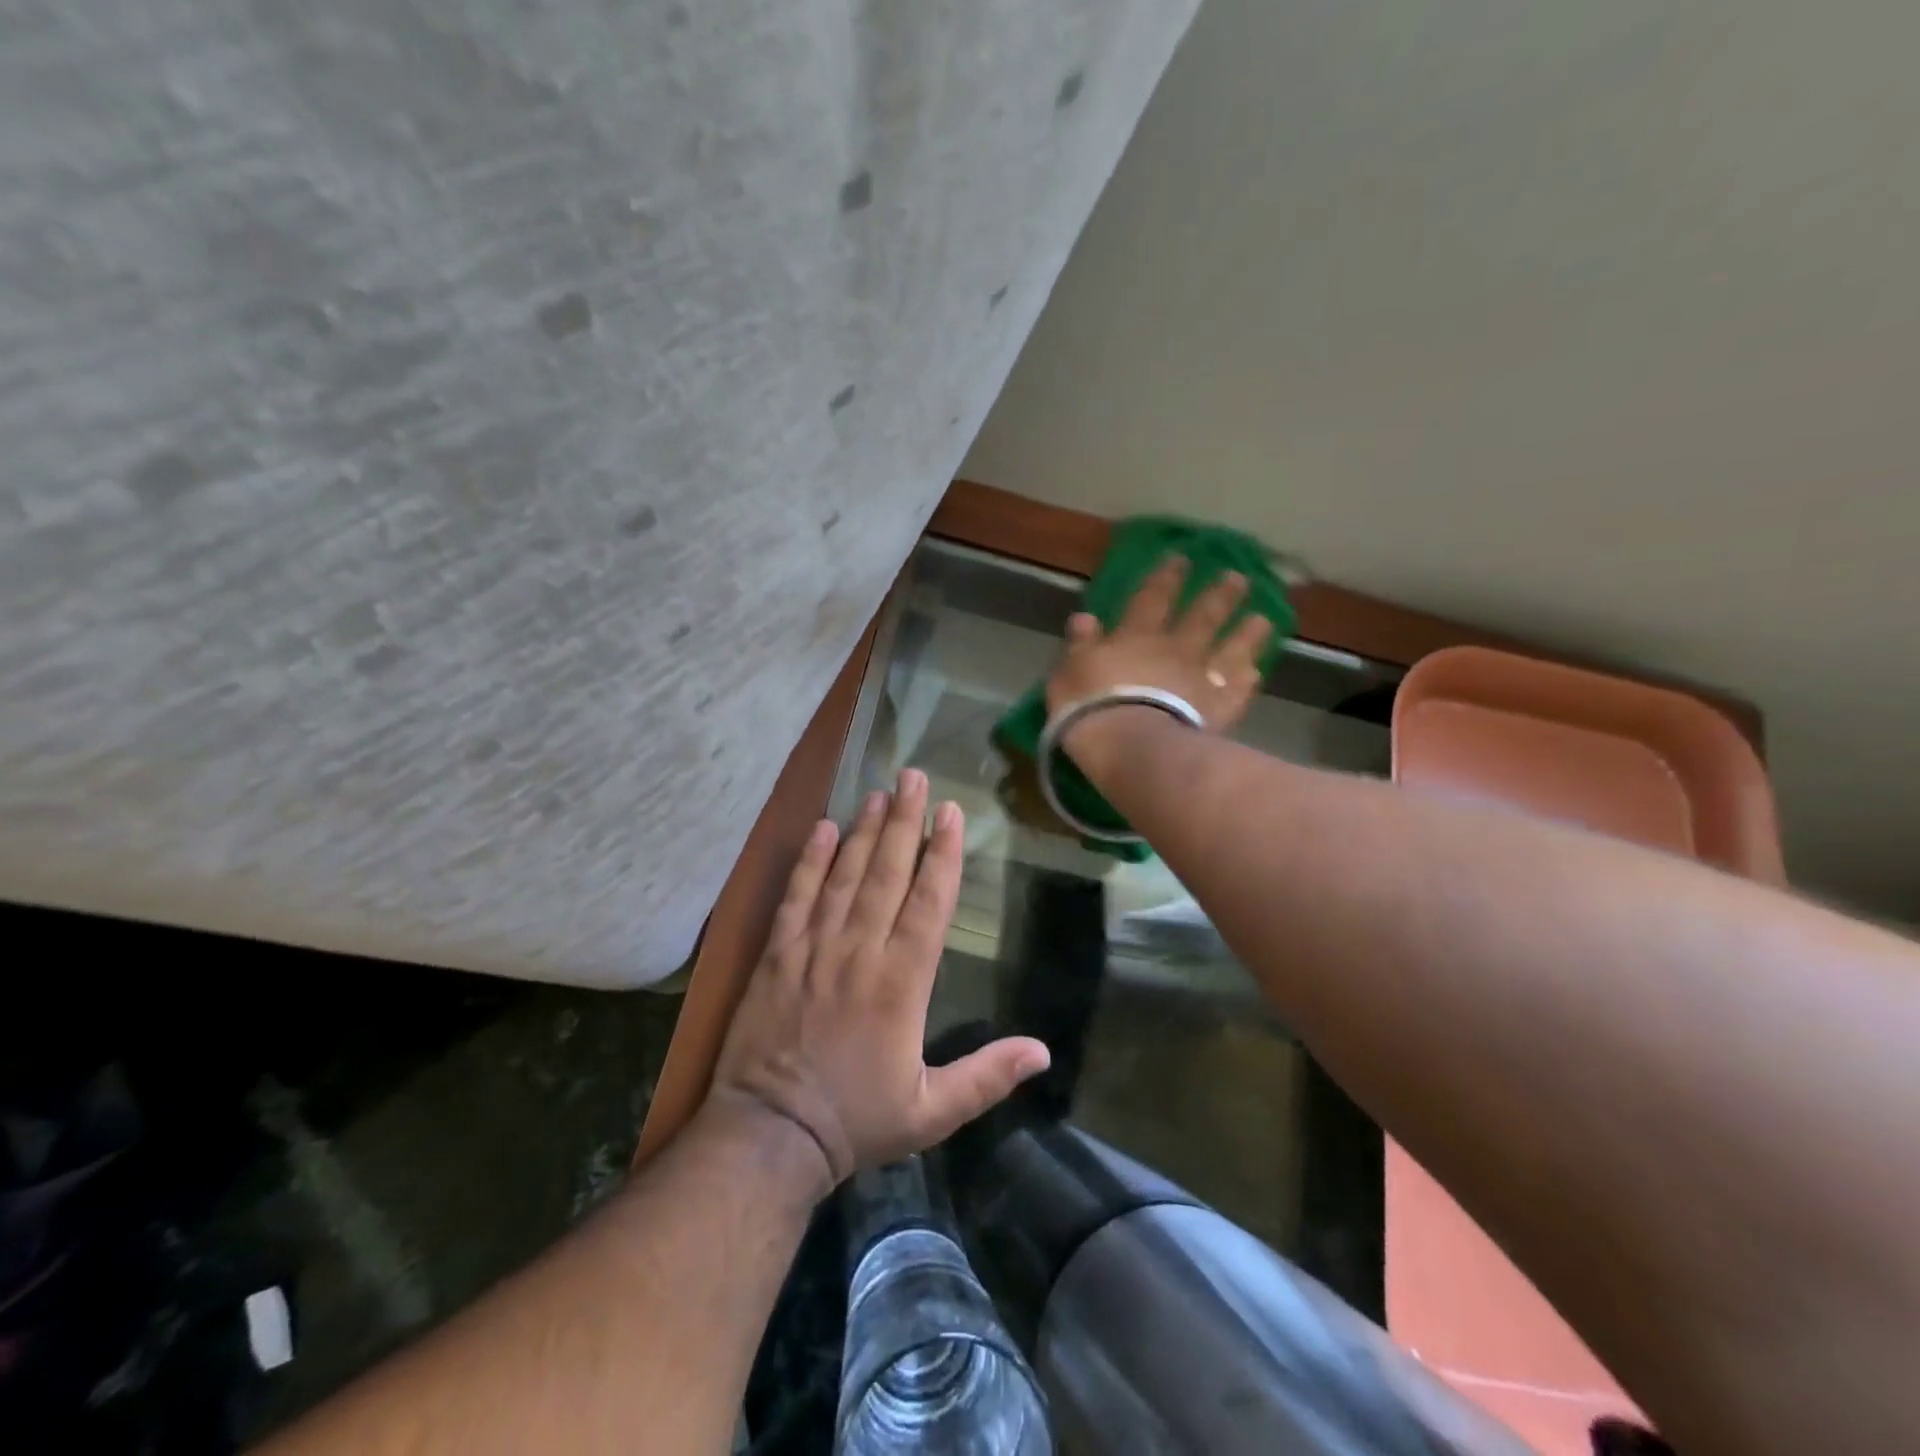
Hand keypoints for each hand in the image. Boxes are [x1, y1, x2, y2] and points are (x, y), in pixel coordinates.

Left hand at [708, 769, 1050, 1194]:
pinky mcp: (777, 954)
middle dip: (904, 822)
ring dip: (864, 831)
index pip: (929, 903)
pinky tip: (824, 829)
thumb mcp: (932, 1113)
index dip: (942, 854)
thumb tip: (1044, 1051)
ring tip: (879, 793)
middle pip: (887, 874)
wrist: (770, 1135)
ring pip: (845, 876)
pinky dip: (810, 861)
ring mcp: (814, 948)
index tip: (950, 813)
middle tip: (913, 776)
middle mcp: (860, 952)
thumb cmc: (857, 1121)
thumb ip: (987, 1076)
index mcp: (902, 983)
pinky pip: (796, 897)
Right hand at [1046, 556, 1273, 778]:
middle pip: (1202, 617)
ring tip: (1263, 618)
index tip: (1182, 559)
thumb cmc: (1090, 709)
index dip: (1166, 578)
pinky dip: (1248, 680)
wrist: (1131, 746)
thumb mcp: (1069, 674)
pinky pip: (1238, 691)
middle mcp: (1174, 651)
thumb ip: (1080, 646)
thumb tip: (1085, 617)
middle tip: (1238, 577)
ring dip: (1247, 633)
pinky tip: (1256, 672)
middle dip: (1219, 596)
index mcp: (1135, 639)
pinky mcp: (1219, 710)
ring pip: (1230, 649)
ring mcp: (1201, 679)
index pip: (1152, 599)